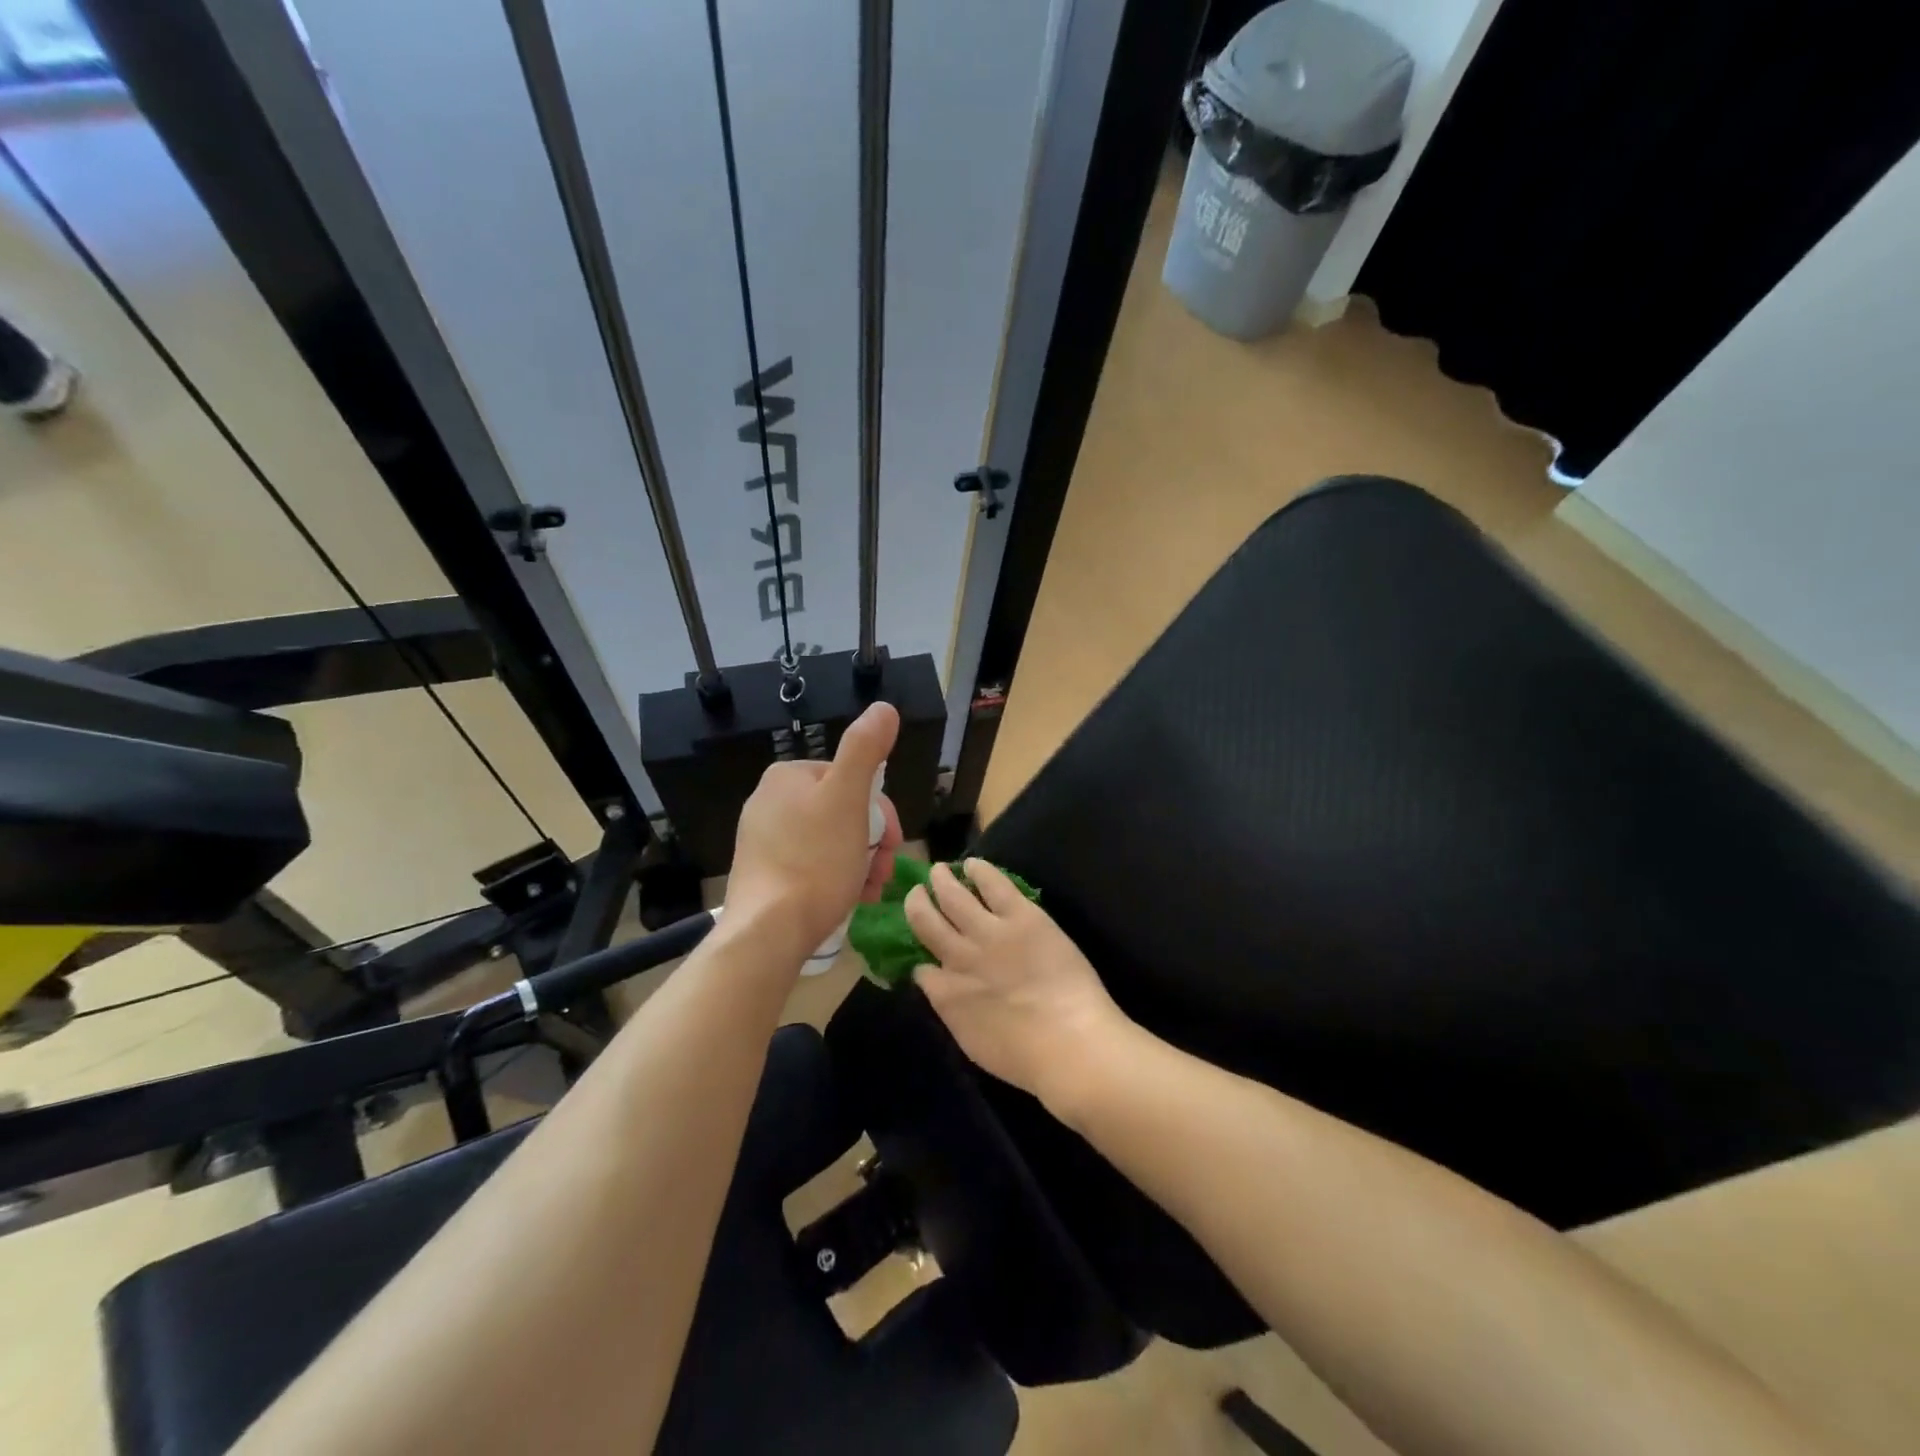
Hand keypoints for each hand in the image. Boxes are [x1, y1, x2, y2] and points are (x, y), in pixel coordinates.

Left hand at [727, 702, 904, 958]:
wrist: (768, 931)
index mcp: (787, 776)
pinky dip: (836, 878)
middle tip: (885, 873)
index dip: (882, 812)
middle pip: (843, 813)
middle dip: (873, 842)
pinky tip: (849, 899)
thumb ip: (865, 749)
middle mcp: (769, 801)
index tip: (894, 844)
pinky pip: (811, 866)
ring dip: (861, 863)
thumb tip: (884, 707)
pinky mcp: (762, 873)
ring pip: (831, 841)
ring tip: (870, 891)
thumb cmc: (815, 860)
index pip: (852, 780)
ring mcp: (762, 840)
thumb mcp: (849, 798)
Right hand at [906, 860, 1136, 1115]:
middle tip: (916, 893)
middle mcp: (958, 957)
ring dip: (941, 881)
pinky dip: (979, 871)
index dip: (919, 958)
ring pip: (953, 896)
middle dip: (917, 904)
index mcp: (947, 994)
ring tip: (937, 870)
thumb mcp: (973, 1044)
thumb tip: (940, 989)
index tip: (922, 953)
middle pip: (926, 922)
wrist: (1069, 1042)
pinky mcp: (1020, 916)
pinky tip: (972, 864)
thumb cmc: (1026, 1059)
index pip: (921, 968)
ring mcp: (989, 932)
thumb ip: (953, 1011)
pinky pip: (993, 884)